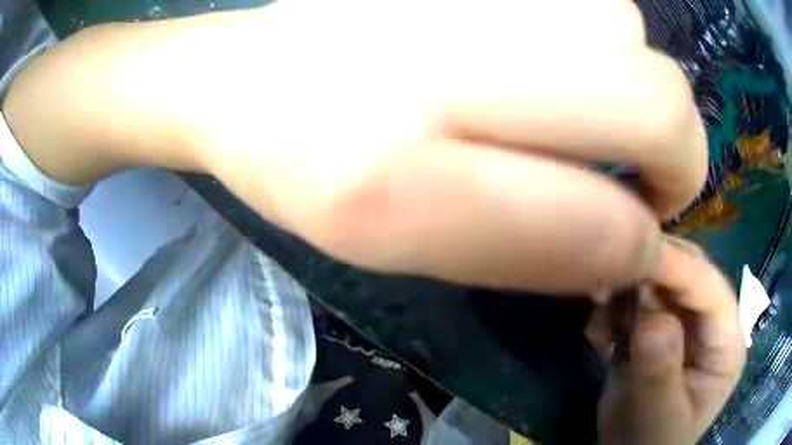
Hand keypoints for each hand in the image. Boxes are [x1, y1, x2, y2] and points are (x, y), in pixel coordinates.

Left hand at [176, 0, 707, 293]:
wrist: (244, 80)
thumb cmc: (303, 172)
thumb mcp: (406, 247)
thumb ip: (535, 254)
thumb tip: (632, 249)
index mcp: (400, 177)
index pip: (602, 222)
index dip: (640, 243)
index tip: (641, 242)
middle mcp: (441, 59)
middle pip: (658, 96)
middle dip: (680, 151)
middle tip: (654, 173)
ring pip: (628, 25)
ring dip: (633, 76)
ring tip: (584, 99)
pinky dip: (594, 27)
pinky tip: (545, 45)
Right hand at [595, 237, 745, 443]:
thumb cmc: (652, 444)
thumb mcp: (658, 417)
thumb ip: (661, 370)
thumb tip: (652, 318)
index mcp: (727, 343)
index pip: (711, 290)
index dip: (679, 270)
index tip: (639, 254)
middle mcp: (712, 323)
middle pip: (689, 275)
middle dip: (652, 274)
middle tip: (611, 278)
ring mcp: (687, 324)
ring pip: (662, 282)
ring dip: (630, 290)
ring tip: (601, 313)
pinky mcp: (661, 328)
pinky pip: (640, 302)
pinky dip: (618, 308)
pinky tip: (601, 332)